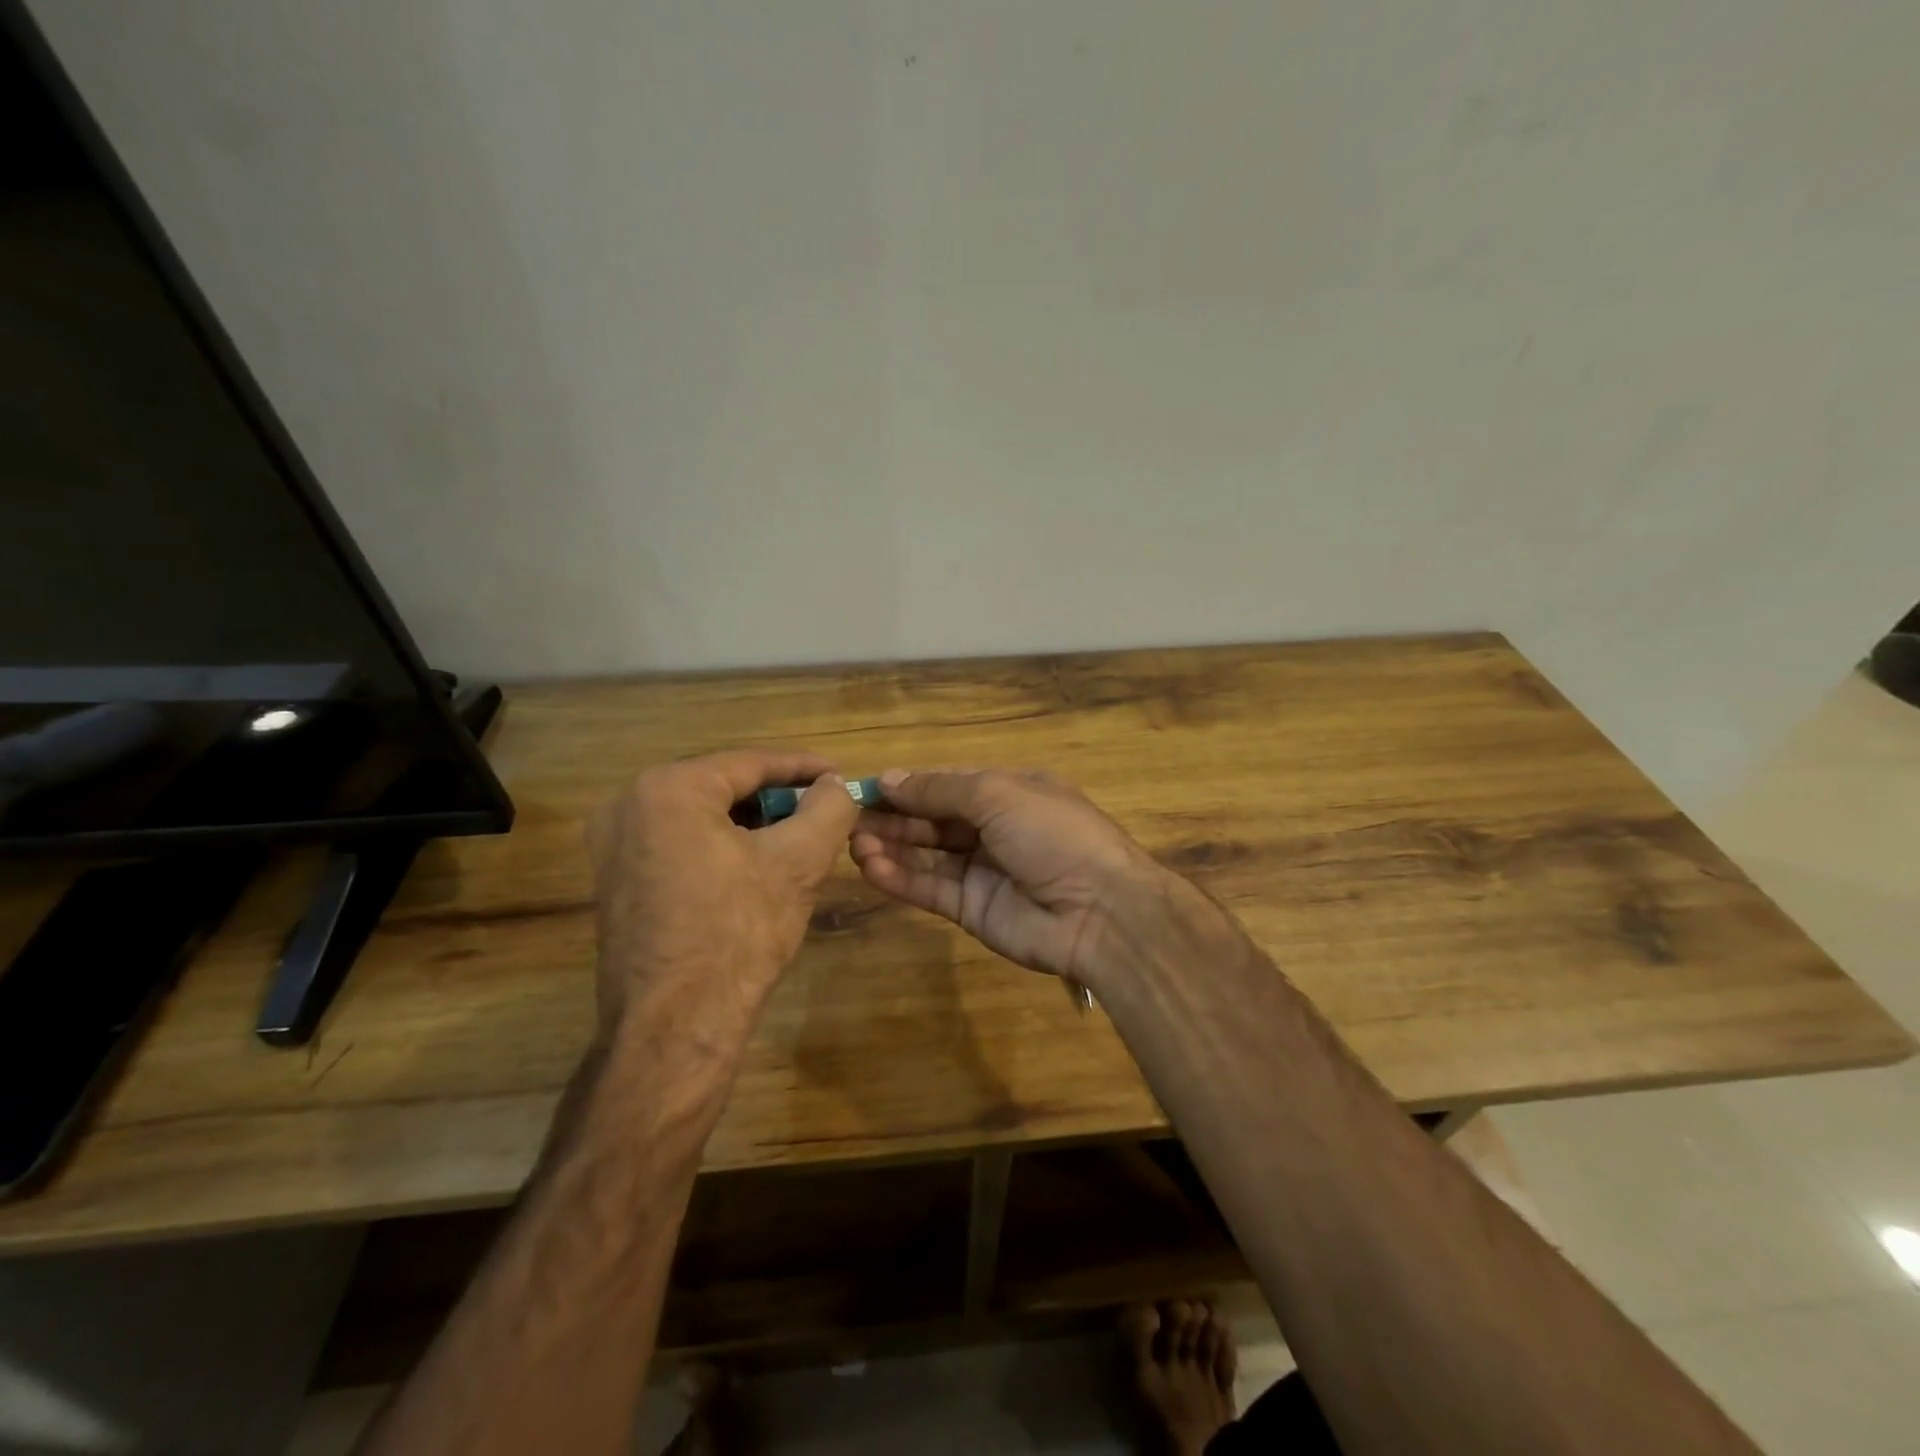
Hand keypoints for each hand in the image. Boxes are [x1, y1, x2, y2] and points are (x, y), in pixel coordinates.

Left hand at [586, 749, 859, 1054]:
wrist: (675, 1027)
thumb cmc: (738, 934)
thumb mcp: (798, 862)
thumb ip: (828, 808)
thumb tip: (835, 785)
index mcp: (668, 789)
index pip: (750, 762)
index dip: (803, 767)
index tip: (840, 775)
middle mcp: (628, 805)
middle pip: (723, 785)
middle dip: (777, 797)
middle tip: (822, 810)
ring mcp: (613, 845)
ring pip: (701, 815)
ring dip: (752, 822)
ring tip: (797, 838)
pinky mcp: (615, 879)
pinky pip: (679, 842)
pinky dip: (721, 845)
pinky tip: (757, 866)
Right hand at [849, 768, 1167, 988]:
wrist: (1100, 911)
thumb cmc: (1052, 834)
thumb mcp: (998, 794)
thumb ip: (939, 789)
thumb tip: (890, 778)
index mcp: (1009, 792)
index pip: (947, 784)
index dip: (909, 786)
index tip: (867, 787)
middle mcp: (994, 828)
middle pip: (933, 820)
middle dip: (894, 818)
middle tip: (848, 818)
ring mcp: (983, 871)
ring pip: (927, 856)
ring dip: (890, 847)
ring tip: (853, 842)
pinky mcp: (973, 910)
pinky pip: (930, 889)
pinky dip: (900, 878)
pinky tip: (869, 867)